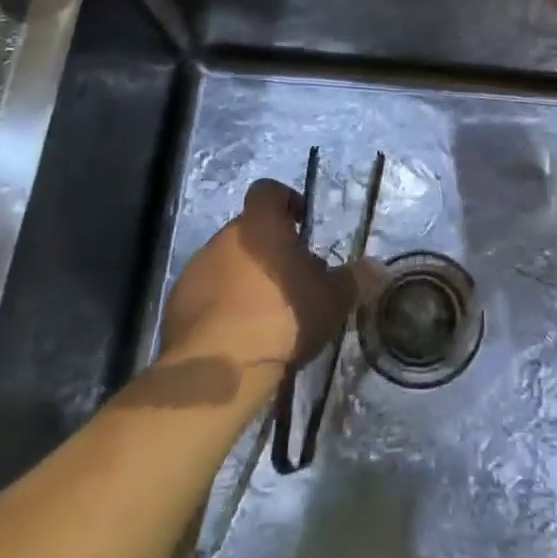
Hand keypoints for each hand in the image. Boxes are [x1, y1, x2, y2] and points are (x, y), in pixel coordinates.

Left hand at [159, 179, 369, 374]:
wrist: (220, 366)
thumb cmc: (282, 317)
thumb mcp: (332, 300)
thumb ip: (355, 279)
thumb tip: (379, 268)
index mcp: (260, 225)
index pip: (267, 191)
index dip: (285, 201)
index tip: (300, 224)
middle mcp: (224, 237)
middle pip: (248, 231)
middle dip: (268, 249)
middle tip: (291, 280)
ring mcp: (196, 269)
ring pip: (226, 262)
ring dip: (244, 277)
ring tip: (265, 312)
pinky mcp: (177, 302)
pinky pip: (206, 292)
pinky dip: (221, 304)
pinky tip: (238, 333)